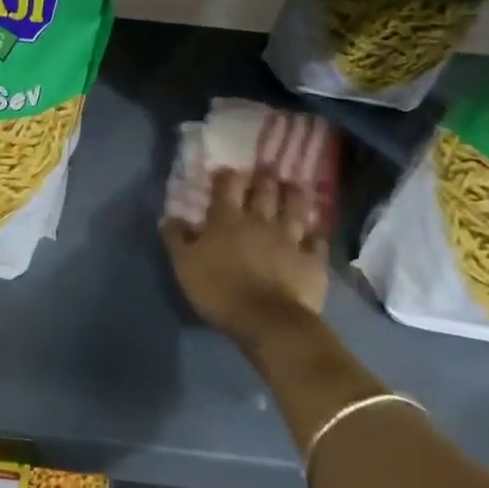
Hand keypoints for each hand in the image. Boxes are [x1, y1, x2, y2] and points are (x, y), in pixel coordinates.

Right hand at [162, 167, 327, 348]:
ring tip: (295, 185)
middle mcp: (260, 221)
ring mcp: (290, 239)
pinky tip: (316, 230)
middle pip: (265, 191)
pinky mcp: (312, 260)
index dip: (227, 176)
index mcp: (226, 219)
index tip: (227, 171)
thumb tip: (171, 217)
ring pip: (295, 209)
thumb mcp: (184, 265)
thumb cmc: (218, 289)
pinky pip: (317, 241)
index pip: (227, 187)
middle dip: (265, 177)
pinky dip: (316, 233)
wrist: (266, 320)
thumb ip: (177, 239)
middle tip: (267, 167)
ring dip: (295, 195)